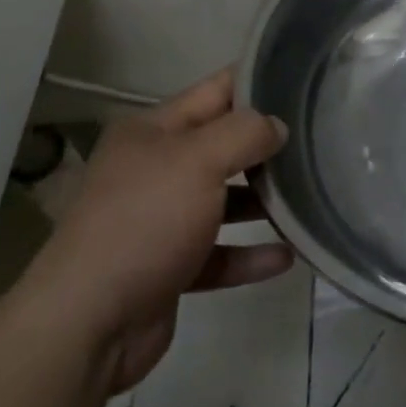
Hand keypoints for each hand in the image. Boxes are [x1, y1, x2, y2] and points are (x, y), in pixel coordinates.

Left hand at [31, 69, 291, 392]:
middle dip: (264, 144)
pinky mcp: (169, 268)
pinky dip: (249, 254)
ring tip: (308, 196)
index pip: (214, 92)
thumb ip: (244, 134)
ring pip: (222, 201)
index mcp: (152, 131)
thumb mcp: (198, 160)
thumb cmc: (144, 221)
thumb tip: (277, 127)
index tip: (302, 83)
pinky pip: (219, 254)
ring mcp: (160, 220)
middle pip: (220, 146)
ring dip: (261, 201)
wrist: (88, 323)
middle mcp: (154, 169)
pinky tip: (286, 256)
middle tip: (317, 141)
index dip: (255, 83)